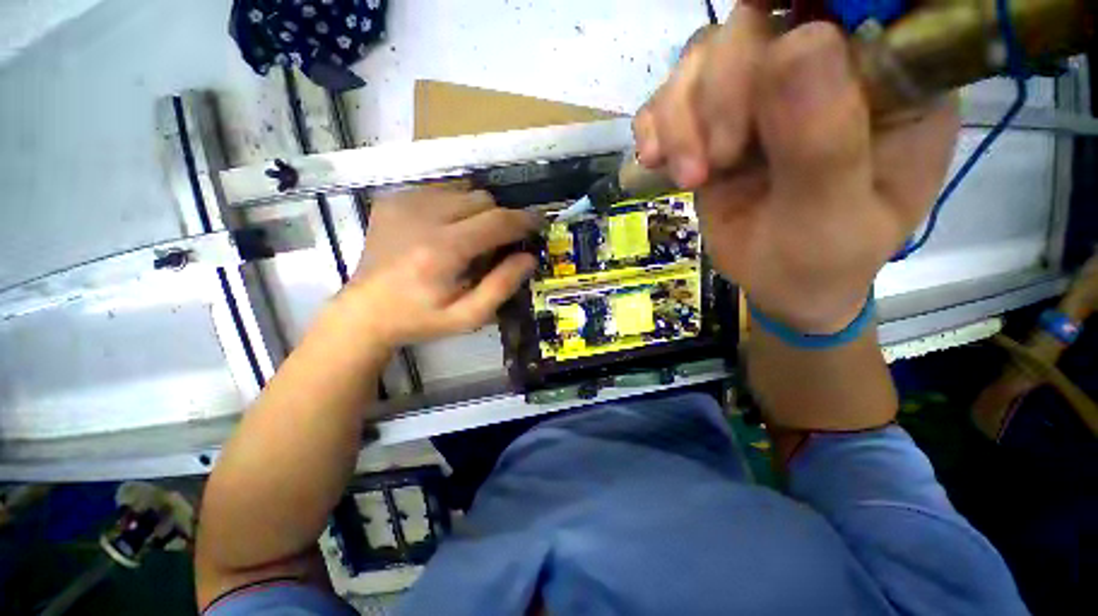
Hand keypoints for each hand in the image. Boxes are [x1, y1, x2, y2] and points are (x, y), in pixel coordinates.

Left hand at [333, 186, 538, 350]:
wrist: (364, 311)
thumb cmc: (421, 319)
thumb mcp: (468, 317)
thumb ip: (502, 286)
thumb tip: (528, 258)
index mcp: (443, 251)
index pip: (496, 221)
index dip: (523, 220)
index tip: (538, 223)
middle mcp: (423, 218)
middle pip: (482, 199)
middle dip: (499, 218)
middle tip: (497, 243)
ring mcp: (403, 204)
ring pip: (462, 190)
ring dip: (477, 211)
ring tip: (470, 237)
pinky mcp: (392, 200)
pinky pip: (439, 190)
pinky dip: (453, 205)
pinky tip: (444, 229)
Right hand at [633, 6, 958, 332]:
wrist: (778, 284)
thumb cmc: (823, 261)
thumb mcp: (834, 216)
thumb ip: (824, 141)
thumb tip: (794, 44)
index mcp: (887, 79)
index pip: (849, 3)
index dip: (795, 9)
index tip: (755, 64)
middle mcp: (824, 67)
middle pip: (754, 25)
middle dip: (720, 91)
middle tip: (714, 163)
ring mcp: (762, 92)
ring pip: (703, 56)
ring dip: (679, 116)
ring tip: (688, 177)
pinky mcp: (715, 121)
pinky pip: (670, 95)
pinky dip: (654, 125)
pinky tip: (655, 161)